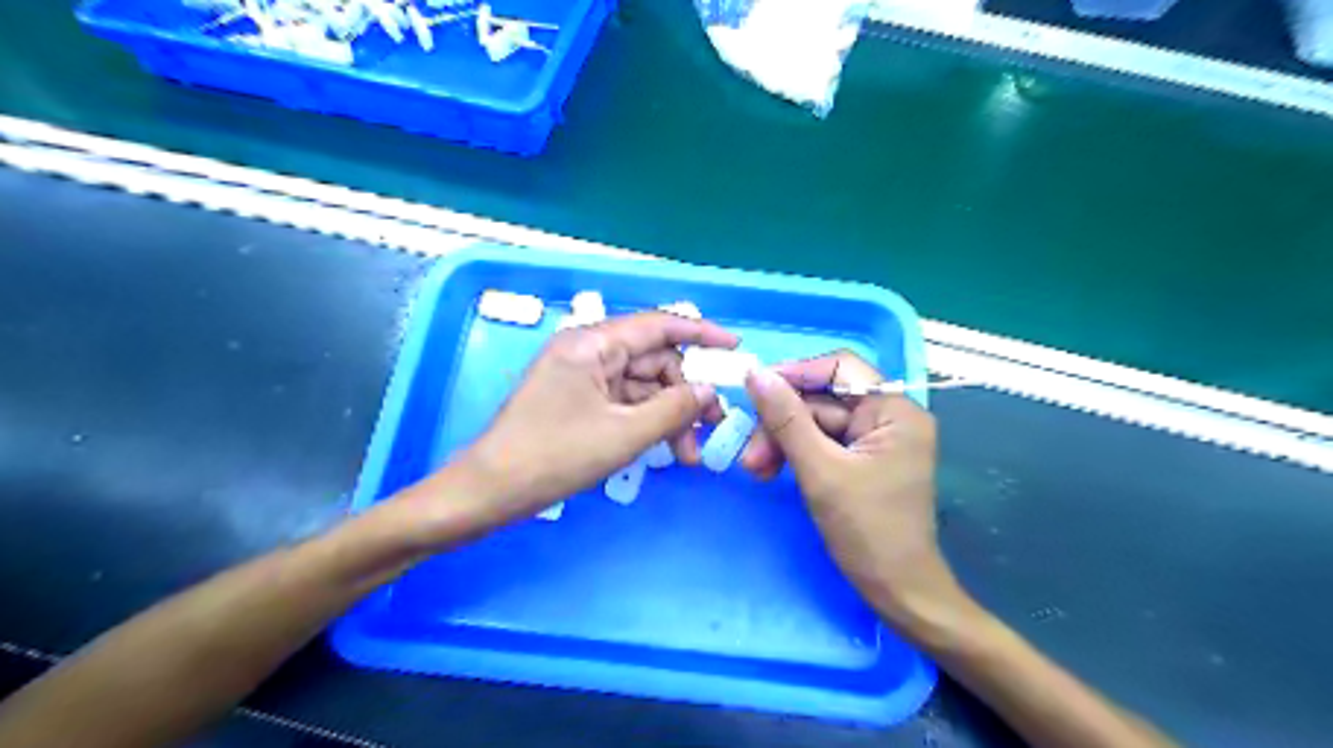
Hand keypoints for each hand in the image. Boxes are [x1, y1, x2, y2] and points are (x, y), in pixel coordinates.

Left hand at [457, 312, 726, 515]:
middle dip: (685, 392)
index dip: (700, 333)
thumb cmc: (554, 455)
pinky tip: (665, 447)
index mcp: (593, 344)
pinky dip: (647, 422)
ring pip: (641, 386)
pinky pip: (624, 402)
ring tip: (689, 453)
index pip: (658, 325)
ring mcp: (581, 378)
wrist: (489, 491)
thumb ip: (673, 409)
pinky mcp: (577, 402)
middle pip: (653, 360)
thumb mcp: (623, 434)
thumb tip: (707, 393)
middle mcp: (588, 352)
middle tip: (712, 426)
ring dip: (668, 414)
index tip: (734, 348)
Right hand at [745, 351, 962, 624]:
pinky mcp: (862, 462)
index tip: (756, 390)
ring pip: (817, 424)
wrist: (898, 592)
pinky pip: (822, 444)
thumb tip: (755, 374)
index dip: (796, 374)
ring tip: (755, 469)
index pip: (841, 368)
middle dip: (782, 422)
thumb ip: (786, 419)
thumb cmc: (868, 531)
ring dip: (783, 442)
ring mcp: (876, 441)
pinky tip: (771, 471)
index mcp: (895, 410)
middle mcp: (889, 417)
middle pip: (823, 400)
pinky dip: (795, 455)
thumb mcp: (820, 471)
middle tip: (749, 451)